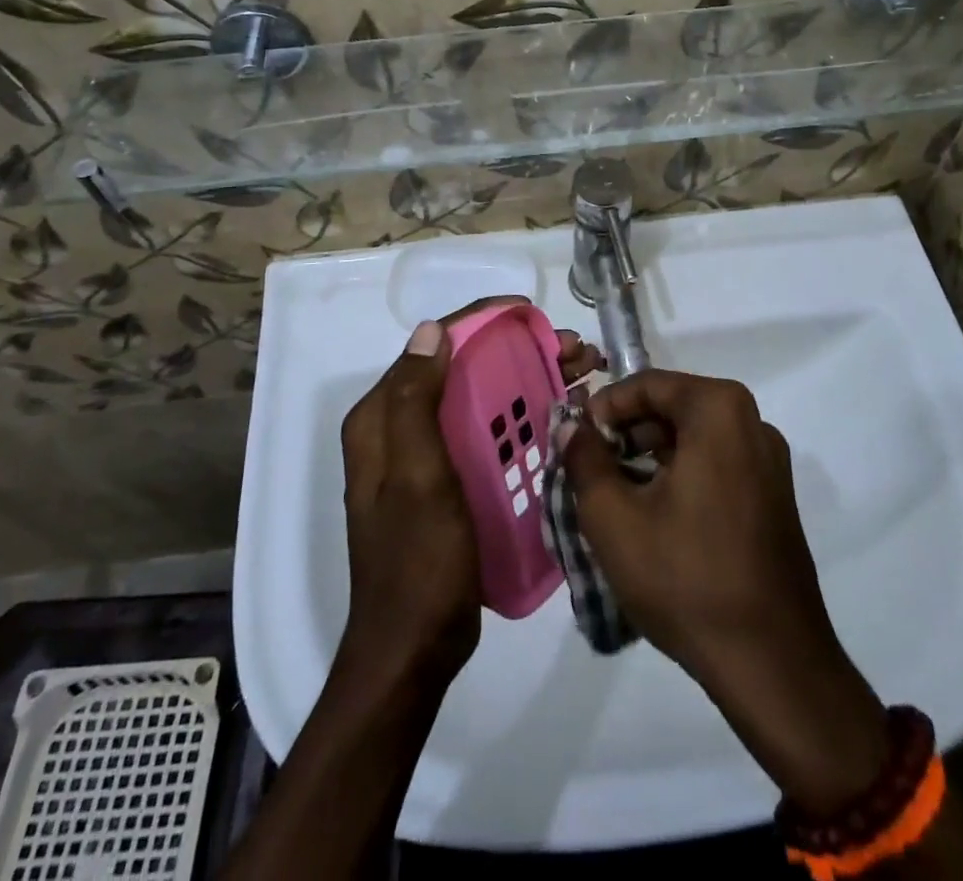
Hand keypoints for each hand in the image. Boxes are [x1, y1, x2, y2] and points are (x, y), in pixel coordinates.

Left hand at [338, 298, 602, 687]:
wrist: (414, 649)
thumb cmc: (419, 560)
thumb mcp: (417, 478)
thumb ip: (415, 402)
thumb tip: (430, 330)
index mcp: (381, 419)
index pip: (431, 347)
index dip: (480, 323)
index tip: (530, 314)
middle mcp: (399, 429)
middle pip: (461, 370)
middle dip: (517, 351)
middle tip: (573, 349)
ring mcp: (425, 456)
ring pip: (479, 398)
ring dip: (527, 379)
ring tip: (581, 372)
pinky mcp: (449, 481)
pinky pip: (486, 431)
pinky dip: (522, 415)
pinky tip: (563, 413)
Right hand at [562, 371, 894, 817]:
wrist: (772, 663)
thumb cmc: (686, 577)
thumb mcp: (613, 517)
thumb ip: (584, 460)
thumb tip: (570, 428)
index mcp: (719, 410)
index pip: (647, 385)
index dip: (605, 408)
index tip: (578, 443)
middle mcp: (752, 422)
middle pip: (674, 407)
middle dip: (628, 433)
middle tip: (593, 471)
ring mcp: (770, 461)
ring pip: (695, 437)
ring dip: (652, 456)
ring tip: (618, 497)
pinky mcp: (775, 497)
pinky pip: (719, 464)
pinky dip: (683, 475)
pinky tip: (657, 518)